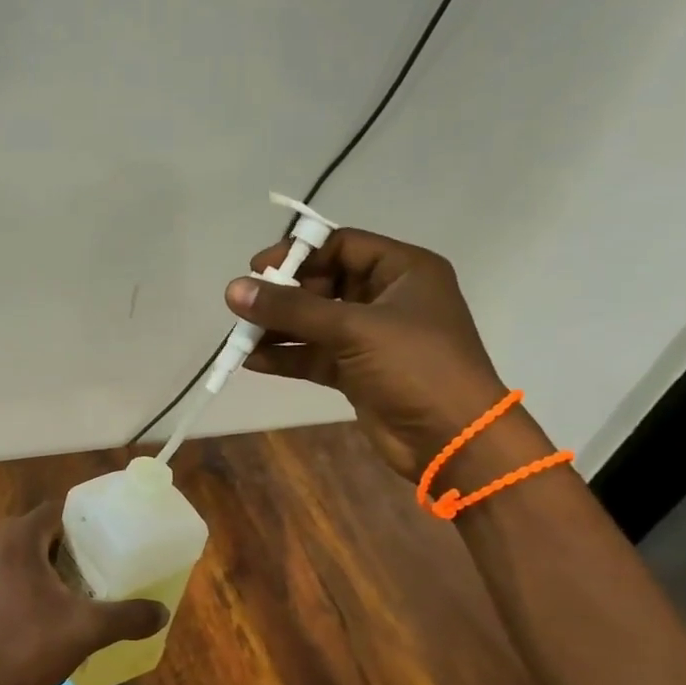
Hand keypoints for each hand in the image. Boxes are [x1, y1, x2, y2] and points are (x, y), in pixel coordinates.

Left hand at [0, 496, 166, 684]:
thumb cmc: (31, 648)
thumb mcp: (87, 630)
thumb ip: (128, 616)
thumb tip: (162, 612)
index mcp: (17, 539)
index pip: (58, 510)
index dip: (85, 520)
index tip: (111, 536)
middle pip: (41, 528)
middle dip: (71, 542)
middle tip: (102, 560)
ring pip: (24, 549)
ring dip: (51, 560)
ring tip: (82, 580)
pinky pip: (9, 566)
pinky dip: (30, 574)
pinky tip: (52, 601)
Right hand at [226, 229, 507, 480]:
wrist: (452, 438)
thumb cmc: (415, 366)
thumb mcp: (353, 328)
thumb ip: (291, 309)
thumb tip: (233, 290)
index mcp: (403, 271)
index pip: (341, 246)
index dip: (298, 254)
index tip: (256, 271)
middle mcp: (387, 298)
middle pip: (323, 284)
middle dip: (283, 297)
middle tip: (245, 308)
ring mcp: (372, 338)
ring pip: (315, 323)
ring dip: (278, 329)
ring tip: (239, 338)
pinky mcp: (358, 372)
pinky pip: (314, 355)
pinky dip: (286, 356)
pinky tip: (252, 361)